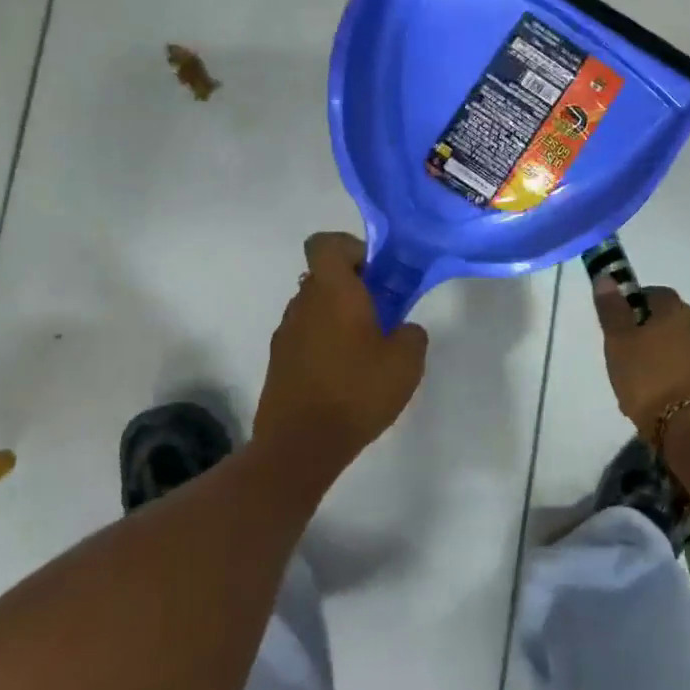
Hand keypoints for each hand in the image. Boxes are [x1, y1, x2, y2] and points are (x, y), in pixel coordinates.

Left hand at [256, 232, 428, 470]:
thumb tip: (403, 329)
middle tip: (383, 316)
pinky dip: (325, 344)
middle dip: (354, 288)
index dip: (351, 248)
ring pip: (315, 308)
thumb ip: (411, 334)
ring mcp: (285, 334)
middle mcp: (302, 303)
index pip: (326, 243)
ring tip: (366, 352)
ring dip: (339, 318)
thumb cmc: (356, 391)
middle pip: (325, 276)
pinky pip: (306, 337)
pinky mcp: (278, 363)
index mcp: (332, 291)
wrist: (300, 446)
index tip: (376, 274)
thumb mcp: (406, 361)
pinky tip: (346, 376)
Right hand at [593, 281, 689, 444]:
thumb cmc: (649, 381)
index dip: (637, 306)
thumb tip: (607, 277)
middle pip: (675, 322)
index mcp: (678, 311)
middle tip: (634, 358)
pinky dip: (687, 379)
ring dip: (674, 357)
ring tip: (652, 384)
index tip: (623, 327)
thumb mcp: (619, 344)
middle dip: (656, 334)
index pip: (657, 295)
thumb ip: (612, 310)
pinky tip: (672, 400)